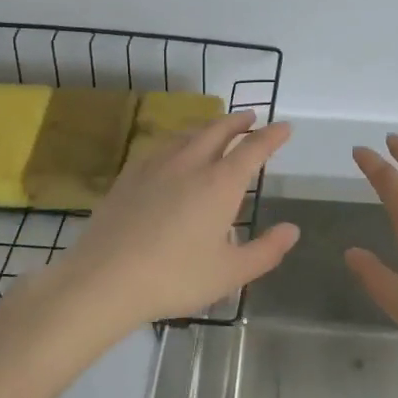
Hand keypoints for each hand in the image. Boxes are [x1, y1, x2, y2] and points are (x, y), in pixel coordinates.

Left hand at [42, 111, 298, 331]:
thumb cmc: (175, 278)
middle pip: (218, 130)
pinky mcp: (128, 176)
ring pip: (187, 134)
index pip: (253, 149)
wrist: (104, 279)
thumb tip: (292, 229)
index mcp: (220, 184)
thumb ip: (266, 250)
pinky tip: (172, 153)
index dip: (272, 136)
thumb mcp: (230, 273)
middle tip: (250, 117)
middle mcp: (190, 164)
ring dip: (207, 127)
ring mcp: (155, 166)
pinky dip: (178, 140)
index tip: (284, 127)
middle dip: (238, 121)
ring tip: (214, 130)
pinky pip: (160, 146)